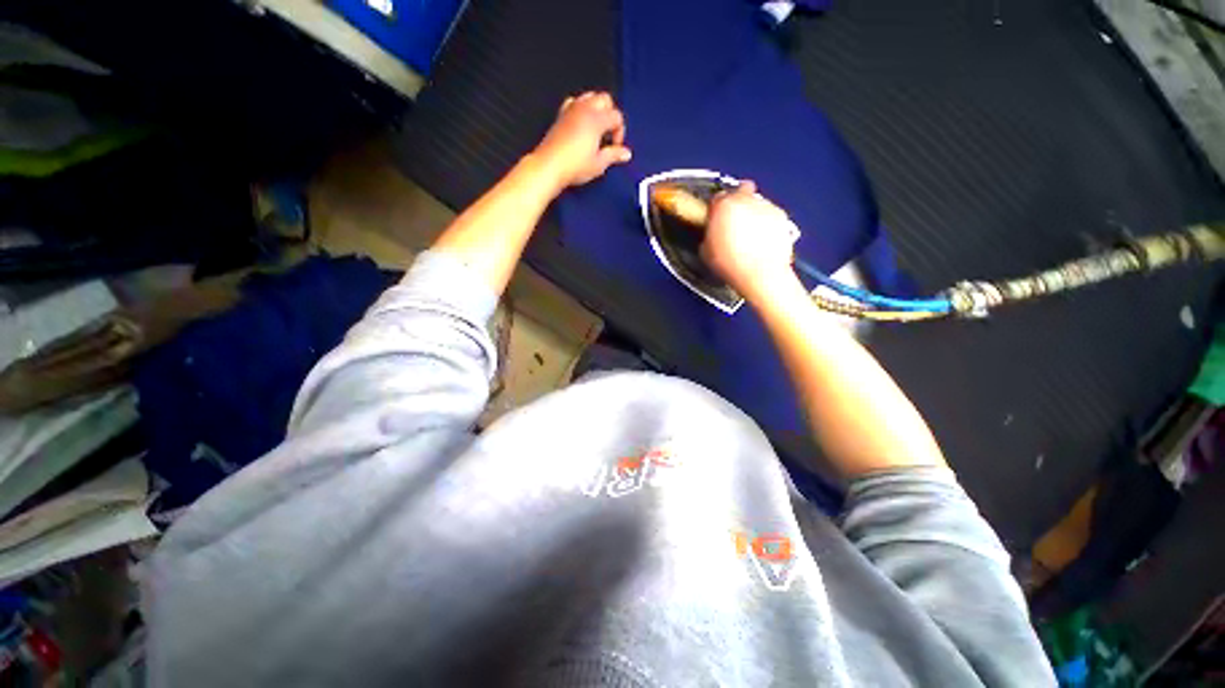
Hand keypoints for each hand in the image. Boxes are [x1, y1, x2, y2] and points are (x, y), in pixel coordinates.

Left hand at [532, 92, 631, 188]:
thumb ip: (614, 155)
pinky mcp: (561, 115)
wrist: (550, 166)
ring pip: (590, 96)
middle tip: (608, 135)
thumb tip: (626, 153)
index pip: (617, 116)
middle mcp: (585, 109)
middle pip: (605, 99)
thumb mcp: (598, 164)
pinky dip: (581, 108)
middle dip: (610, 114)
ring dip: (597, 108)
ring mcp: (571, 109)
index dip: (620, 132)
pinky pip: (574, 102)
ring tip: (596, 128)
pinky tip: (581, 124)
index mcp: (597, 119)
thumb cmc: (575, 166)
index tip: (615, 147)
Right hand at [701, 181, 799, 302]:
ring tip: (749, 234)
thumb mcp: (706, 251)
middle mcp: (745, 200)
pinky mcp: (781, 215)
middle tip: (733, 219)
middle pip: (740, 190)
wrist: (760, 274)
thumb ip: (709, 234)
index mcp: (722, 206)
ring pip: (756, 202)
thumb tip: (712, 233)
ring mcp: (765, 206)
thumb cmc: (731, 264)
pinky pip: (770, 213)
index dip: (716, 208)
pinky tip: (762, 238)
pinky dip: (766, 221)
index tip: (716, 218)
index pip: (717, 197)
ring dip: (752, 212)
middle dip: (737, 201)